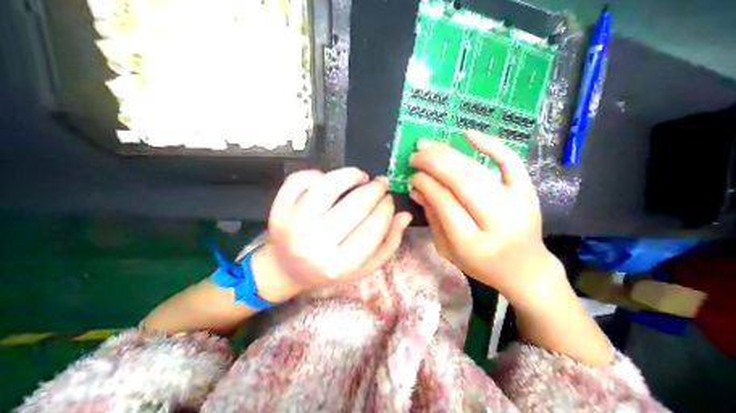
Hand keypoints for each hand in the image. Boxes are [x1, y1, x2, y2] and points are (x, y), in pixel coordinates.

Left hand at [253, 165, 413, 299]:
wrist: (286, 269)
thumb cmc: (329, 269)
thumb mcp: (362, 266)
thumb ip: (387, 244)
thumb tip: (404, 216)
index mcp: (339, 264)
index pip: (374, 227)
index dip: (387, 207)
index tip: (389, 199)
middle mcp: (315, 245)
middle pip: (356, 204)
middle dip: (375, 189)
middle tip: (380, 184)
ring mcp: (293, 225)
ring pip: (329, 185)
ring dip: (351, 174)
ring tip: (360, 176)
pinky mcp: (278, 210)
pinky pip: (301, 179)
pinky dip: (318, 174)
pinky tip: (328, 181)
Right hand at [408, 131, 564, 303]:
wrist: (525, 268)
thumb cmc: (481, 264)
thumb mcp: (447, 249)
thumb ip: (432, 218)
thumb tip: (416, 190)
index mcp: (472, 243)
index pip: (445, 202)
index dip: (426, 184)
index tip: (412, 176)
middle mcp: (497, 221)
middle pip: (461, 181)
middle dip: (433, 163)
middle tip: (415, 154)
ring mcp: (517, 203)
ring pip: (477, 170)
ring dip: (449, 153)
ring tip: (427, 145)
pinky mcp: (527, 191)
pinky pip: (511, 162)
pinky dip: (491, 145)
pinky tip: (469, 134)